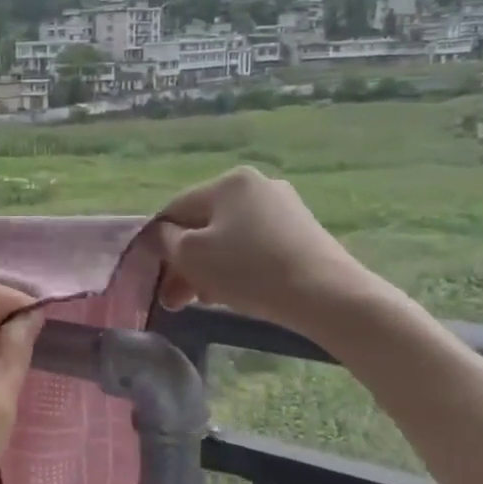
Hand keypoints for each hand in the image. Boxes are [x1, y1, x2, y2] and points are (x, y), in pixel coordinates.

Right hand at [155, 166, 379, 334]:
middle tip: (174, 299)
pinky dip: (236, 268)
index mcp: (228, 181)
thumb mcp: (191, 255)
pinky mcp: (303, 233)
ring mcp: (284, 208)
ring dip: (207, 269)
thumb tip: (155, 235)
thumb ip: (164, 240)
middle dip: (184, 262)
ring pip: (227, 238)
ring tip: (202, 302)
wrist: (329, 297)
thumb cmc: (249, 270)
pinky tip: (232, 294)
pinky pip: (254, 247)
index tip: (153, 276)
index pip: (175, 209)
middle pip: (203, 225)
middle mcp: (257, 186)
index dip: (157, 242)